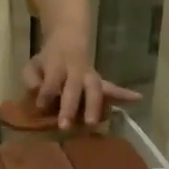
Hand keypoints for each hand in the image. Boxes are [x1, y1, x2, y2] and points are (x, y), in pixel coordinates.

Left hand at [22, 33, 140, 129]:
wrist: (68, 41)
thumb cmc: (47, 62)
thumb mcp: (33, 65)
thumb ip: (31, 78)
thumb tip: (36, 92)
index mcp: (57, 65)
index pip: (53, 79)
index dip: (48, 91)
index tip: (41, 106)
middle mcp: (76, 71)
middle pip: (75, 87)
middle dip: (70, 107)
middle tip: (65, 126)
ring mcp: (90, 77)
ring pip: (95, 89)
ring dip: (94, 106)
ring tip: (93, 123)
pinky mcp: (100, 83)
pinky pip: (113, 89)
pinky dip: (125, 94)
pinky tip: (137, 98)